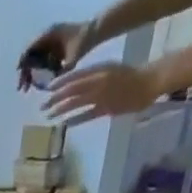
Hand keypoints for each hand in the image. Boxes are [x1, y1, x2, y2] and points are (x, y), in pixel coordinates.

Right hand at [18, 20, 89, 89]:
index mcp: (48, 34)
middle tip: (22, 89)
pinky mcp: (53, 47)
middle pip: (29, 55)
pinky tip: (37, 81)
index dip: (22, 64)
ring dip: (30, 73)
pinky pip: (41, 59)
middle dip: (24, 72)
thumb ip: (61, 73)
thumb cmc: (84, 42)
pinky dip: (38, 70)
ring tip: (28, 88)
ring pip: (34, 58)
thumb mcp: (72, 60)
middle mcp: (46, 36)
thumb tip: (49, 88)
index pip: (29, 49)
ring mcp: (49, 41)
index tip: (20, 79)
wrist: (95, 31)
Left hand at [43, 61, 169, 125]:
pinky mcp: (106, 108)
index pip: (75, 75)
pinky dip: (75, 119)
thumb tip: (78, 87)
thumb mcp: (109, 71)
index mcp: (99, 69)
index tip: (48, 89)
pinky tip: (64, 124)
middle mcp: (98, 79)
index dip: (60, 82)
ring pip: (77, 101)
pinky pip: (87, 114)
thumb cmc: (129, 78)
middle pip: (72, 89)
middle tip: (42, 106)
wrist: (148, 82)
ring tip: (49, 115)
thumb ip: (94, 78)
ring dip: (61, 108)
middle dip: (55, 98)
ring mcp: (102, 94)